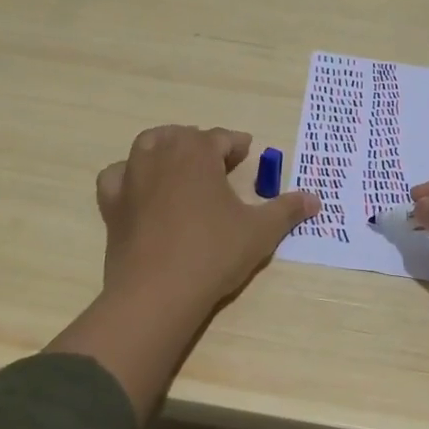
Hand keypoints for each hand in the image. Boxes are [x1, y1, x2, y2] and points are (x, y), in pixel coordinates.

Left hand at [96, 125, 319, 311]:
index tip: (247, 152)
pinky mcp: (112, 203)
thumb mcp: (260, 231)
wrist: (158, 292)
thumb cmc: (213, 253)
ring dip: (166, 149)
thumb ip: (287, 210)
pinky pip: (117, 176)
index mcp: (197, 152)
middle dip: (202, 144)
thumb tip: (315, 198)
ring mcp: (131, 177)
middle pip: (183, 136)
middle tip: (219, 163)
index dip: (237, 144)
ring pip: (147, 146)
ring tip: (181, 166)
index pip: (220, 138)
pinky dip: (129, 176)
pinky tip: (141, 190)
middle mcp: (161, 154)